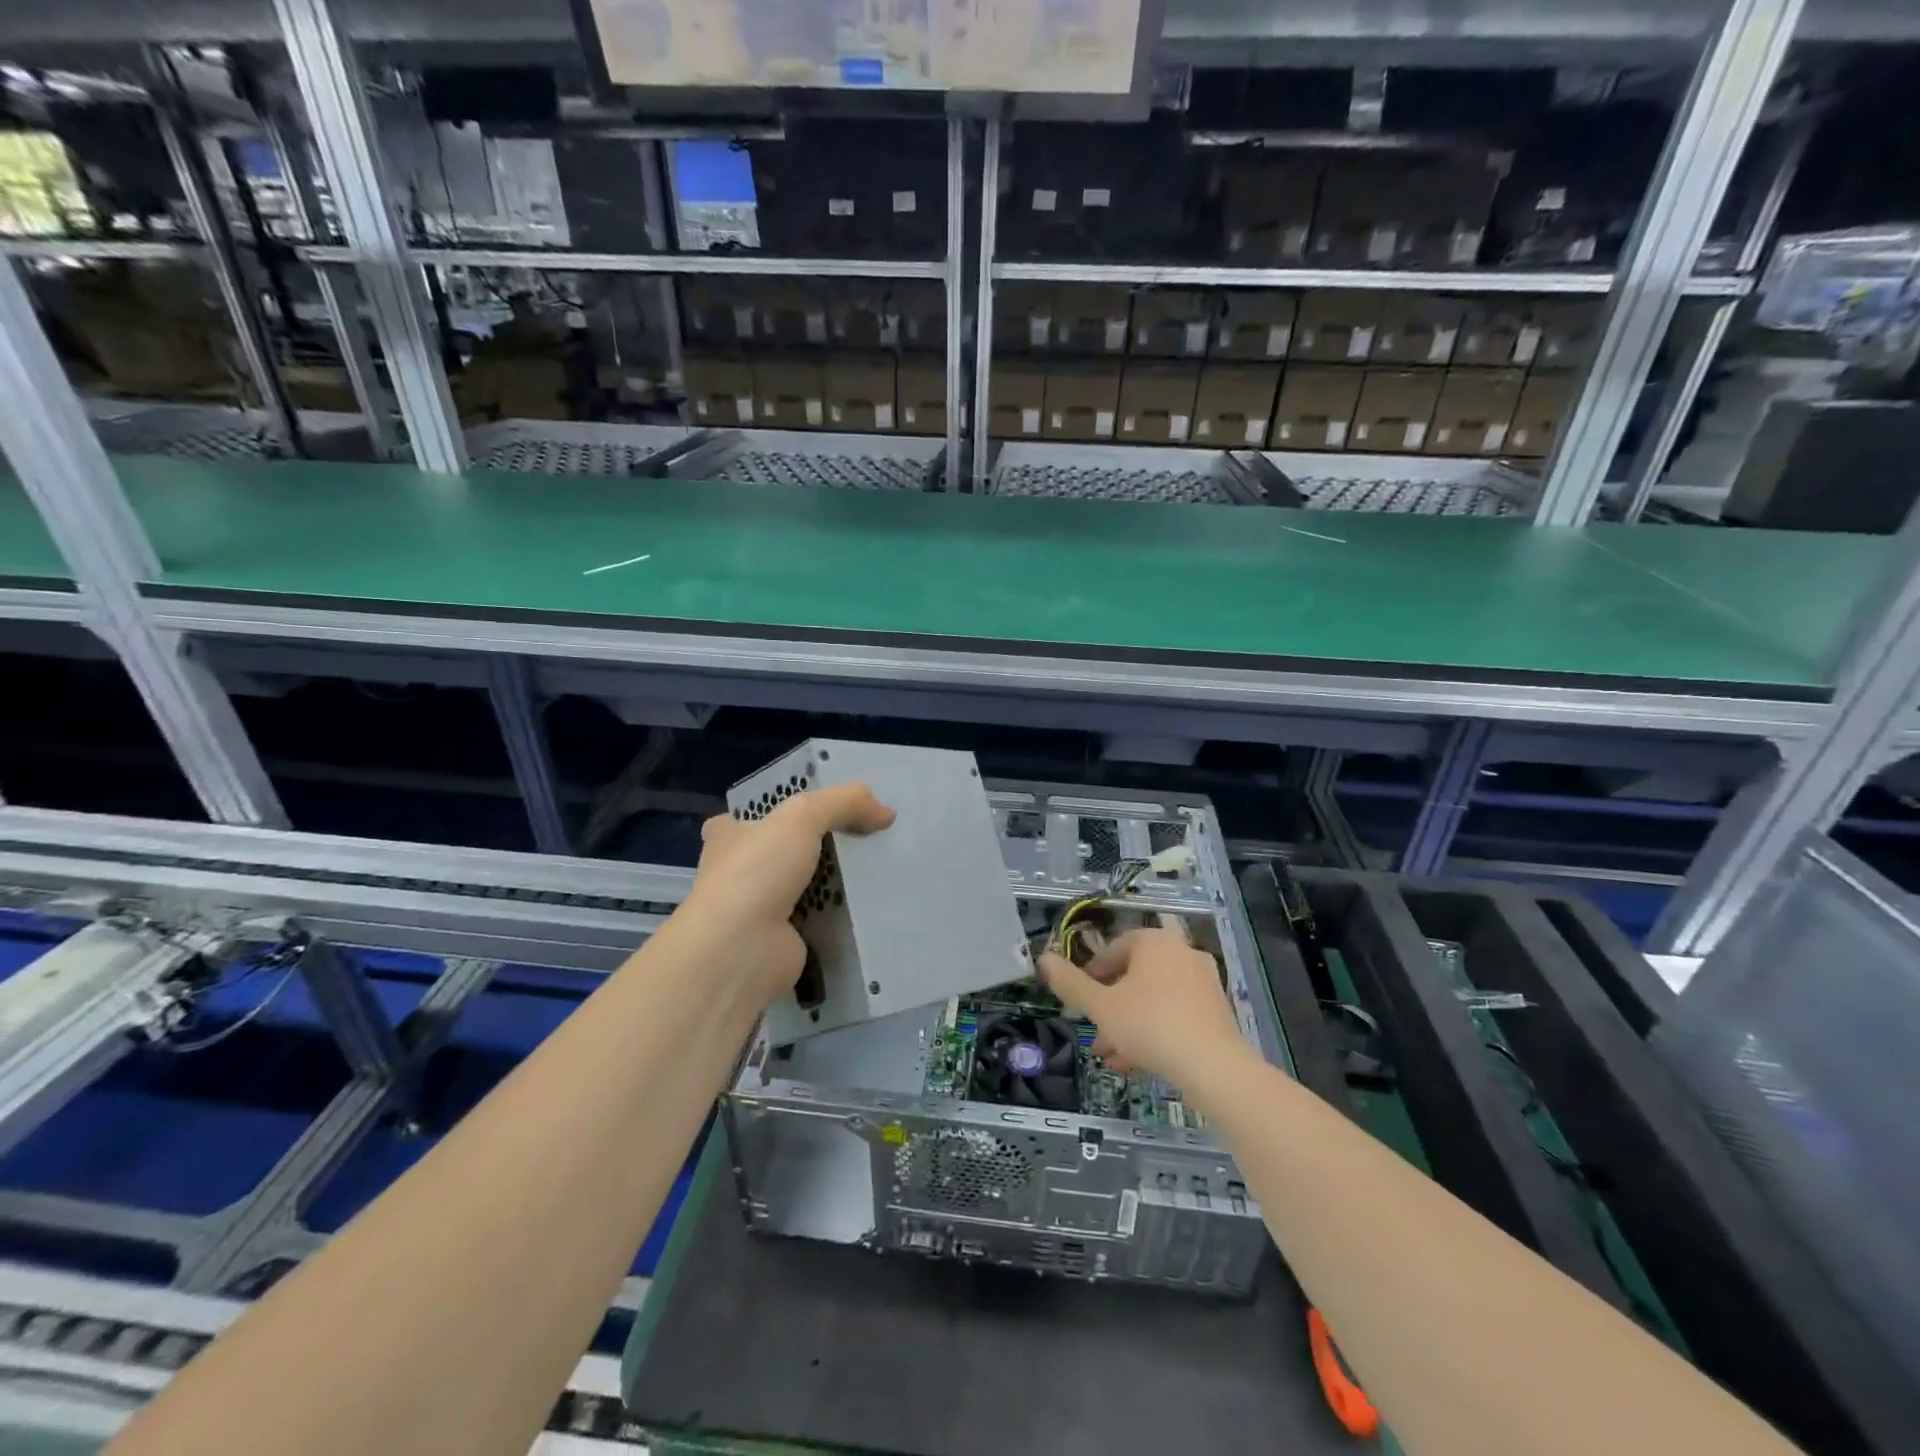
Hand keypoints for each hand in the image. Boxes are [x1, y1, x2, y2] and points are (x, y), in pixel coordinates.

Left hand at [685, 782, 894, 1005]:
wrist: (741, 950)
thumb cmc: (758, 871)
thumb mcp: (802, 816)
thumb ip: (844, 803)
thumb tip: (886, 813)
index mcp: (728, 839)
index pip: (749, 819)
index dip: (779, 812)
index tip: (816, 811)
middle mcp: (738, 873)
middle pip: (784, 851)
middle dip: (817, 845)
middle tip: (863, 836)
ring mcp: (759, 910)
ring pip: (804, 885)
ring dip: (834, 881)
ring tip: (879, 867)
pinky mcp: (784, 940)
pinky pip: (820, 918)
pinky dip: (841, 914)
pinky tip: (873, 904)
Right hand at [1039, 929, 1247, 1087]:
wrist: (1213, 1068)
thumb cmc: (1150, 1025)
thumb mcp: (1101, 1006)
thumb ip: (1070, 983)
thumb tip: (1043, 959)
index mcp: (1155, 942)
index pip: (1114, 948)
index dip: (1092, 974)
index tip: (1080, 999)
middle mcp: (1182, 953)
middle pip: (1134, 976)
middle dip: (1110, 1005)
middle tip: (1093, 1031)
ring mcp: (1203, 982)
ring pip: (1153, 999)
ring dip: (1128, 1023)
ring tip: (1109, 1054)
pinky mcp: (1216, 1012)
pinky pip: (1174, 1014)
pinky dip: (1154, 1031)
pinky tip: (1135, 1063)